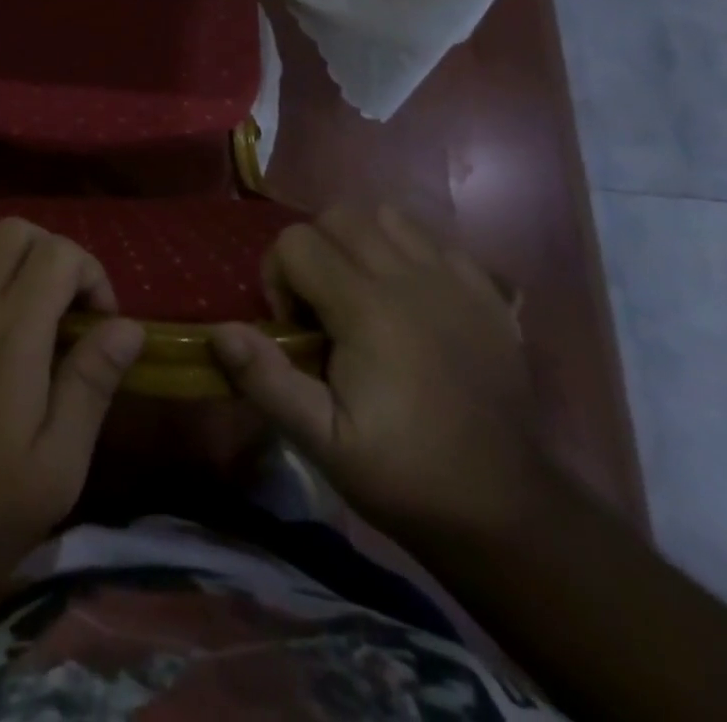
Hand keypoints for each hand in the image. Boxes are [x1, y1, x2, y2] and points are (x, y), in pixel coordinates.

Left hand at [0, 217, 145, 608]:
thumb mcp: (57, 468)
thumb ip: (91, 384)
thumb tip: (128, 326)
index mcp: (13, 331)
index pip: (60, 253)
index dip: (91, 274)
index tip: (98, 322)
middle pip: (13, 231)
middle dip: (49, 254)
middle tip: (58, 306)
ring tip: (2, 295)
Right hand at [211, 205, 553, 542]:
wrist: (507, 511)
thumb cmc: (406, 475)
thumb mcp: (323, 443)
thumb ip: (267, 380)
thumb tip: (219, 330)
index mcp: (367, 309)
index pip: (296, 241)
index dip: (278, 277)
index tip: (293, 329)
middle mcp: (410, 278)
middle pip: (338, 216)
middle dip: (314, 250)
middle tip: (320, 306)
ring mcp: (454, 281)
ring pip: (386, 216)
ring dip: (360, 242)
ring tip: (360, 293)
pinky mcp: (486, 293)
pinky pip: (433, 239)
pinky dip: (409, 252)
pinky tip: (409, 296)